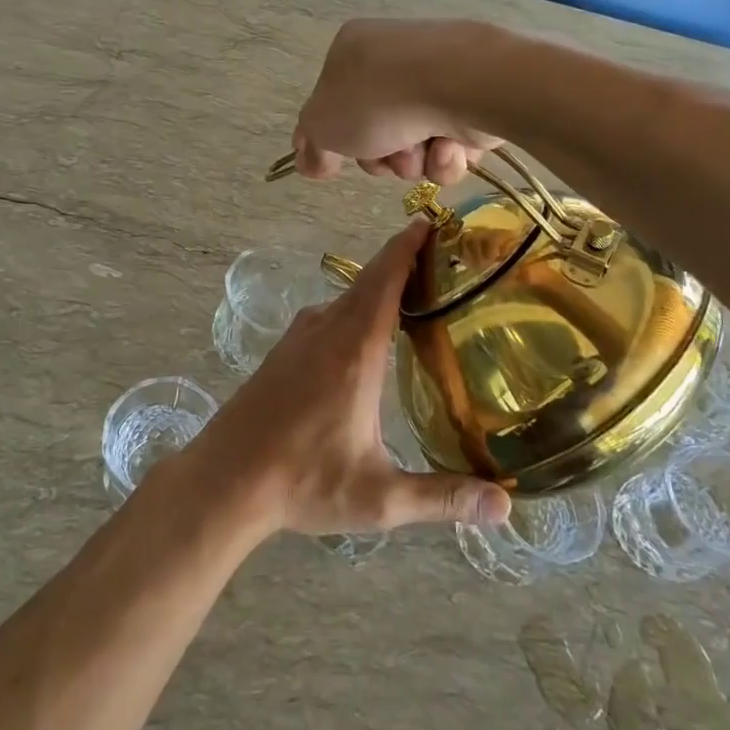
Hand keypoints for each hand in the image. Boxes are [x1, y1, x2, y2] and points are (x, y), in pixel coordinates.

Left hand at [178, 221, 509, 534]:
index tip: (432, 221)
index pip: (386, 278)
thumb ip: (443, 497)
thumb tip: (505, 508)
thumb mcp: (379, 497)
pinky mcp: (283, 351)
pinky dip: (355, 308)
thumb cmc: (303, 481)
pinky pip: (328, 315)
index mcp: (355, 349)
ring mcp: (299, 337)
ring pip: (347, 298)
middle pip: (369, 280)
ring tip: (417, 297)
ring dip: (378, 288)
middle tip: (443, 259)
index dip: (409, 246)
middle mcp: (326, 330)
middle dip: (403, 262)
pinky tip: (368, 337)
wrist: (224, 479)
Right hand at [293, 19, 501, 182]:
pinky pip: (450, 145)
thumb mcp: (322, 125)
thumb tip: (310, 162)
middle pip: (374, 132)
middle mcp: (393, 60)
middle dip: (380, 156)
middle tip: (386, 153)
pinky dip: (447, 155)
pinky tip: (450, 144)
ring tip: (423, 148)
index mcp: (351, 51)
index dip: (334, 139)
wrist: (461, 84)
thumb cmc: (378, 98)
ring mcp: (436, 79)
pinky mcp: (473, 100)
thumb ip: (311, 146)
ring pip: (414, 145)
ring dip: (414, 161)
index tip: (336, 163)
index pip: (332, 103)